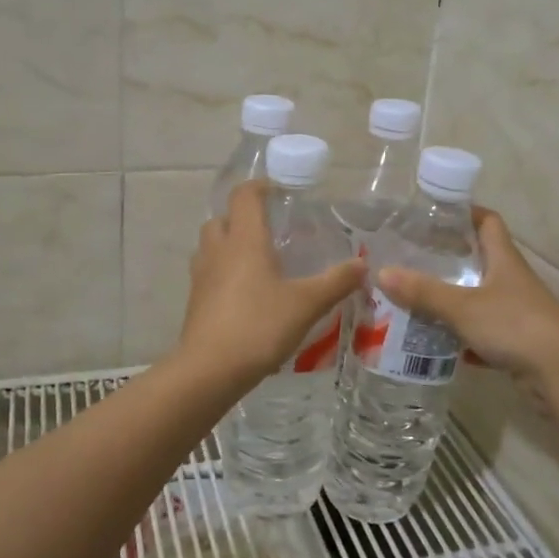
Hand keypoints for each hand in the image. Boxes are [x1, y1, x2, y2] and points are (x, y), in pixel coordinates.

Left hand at [175, 180, 365, 387]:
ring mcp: (201, 276)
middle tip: (269, 230)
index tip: (279, 192)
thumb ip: (336, 282)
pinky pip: (208, 273)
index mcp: (244, 239)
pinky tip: (246, 294)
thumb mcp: (307, 304)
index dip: (260, 187)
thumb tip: (363, 265)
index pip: (244, 196)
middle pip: (222, 218)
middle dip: (242, 217)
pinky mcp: (195, 301)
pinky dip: (224, 272)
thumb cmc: (259, 326)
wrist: (210, 370)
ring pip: (211, 246)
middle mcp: (218, 250)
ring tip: (257, 261)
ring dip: (230, 244)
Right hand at [377, 208, 558, 383]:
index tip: (435, 215)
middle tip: (412, 259)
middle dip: (449, 259)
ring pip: (479, 297)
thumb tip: (382, 272)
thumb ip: (424, 292)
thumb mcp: (463, 306)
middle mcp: (511, 280)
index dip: (465, 213)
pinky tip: (438, 342)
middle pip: (480, 259)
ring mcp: (516, 311)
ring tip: (415, 300)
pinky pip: (483, 332)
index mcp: (503, 259)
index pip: (487, 222)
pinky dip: (462, 336)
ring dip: (452, 299)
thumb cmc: (515, 325)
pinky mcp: (517, 342)